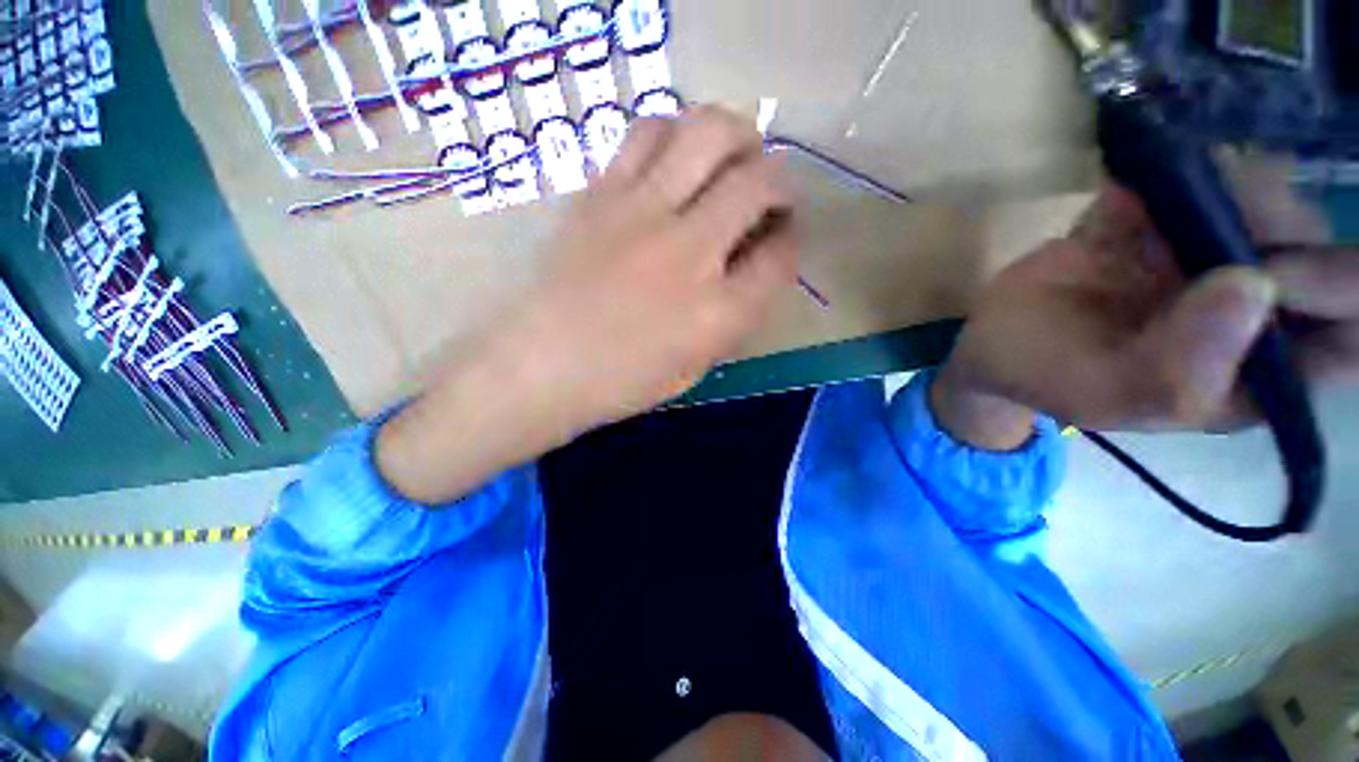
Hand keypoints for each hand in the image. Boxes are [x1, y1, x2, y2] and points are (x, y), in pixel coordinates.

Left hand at [509, 106, 797, 427]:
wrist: (540, 367)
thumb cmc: (621, 381)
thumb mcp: (695, 366)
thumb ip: (733, 316)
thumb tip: (752, 266)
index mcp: (718, 313)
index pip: (780, 256)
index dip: (789, 242)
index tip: (779, 240)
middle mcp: (690, 253)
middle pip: (759, 181)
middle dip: (779, 181)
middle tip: (767, 193)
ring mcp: (642, 215)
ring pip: (707, 132)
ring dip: (734, 138)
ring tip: (729, 159)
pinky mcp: (600, 195)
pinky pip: (647, 134)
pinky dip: (675, 135)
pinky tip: (674, 160)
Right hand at [934, 162, 1356, 448]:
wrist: (990, 342)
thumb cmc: (1045, 377)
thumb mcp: (1104, 395)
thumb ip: (1177, 370)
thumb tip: (1253, 287)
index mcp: (1254, 370)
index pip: (1349, 335)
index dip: (1341, 294)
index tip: (1271, 271)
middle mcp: (1249, 310)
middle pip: (1315, 249)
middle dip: (1278, 223)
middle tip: (1206, 219)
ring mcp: (1207, 257)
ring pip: (1264, 200)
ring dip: (1224, 187)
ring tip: (1157, 203)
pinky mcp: (1163, 224)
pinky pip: (1195, 180)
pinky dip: (1171, 172)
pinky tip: (1124, 197)